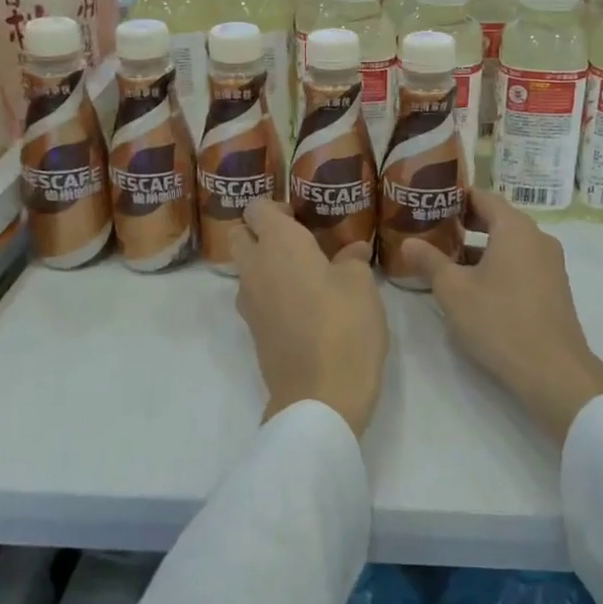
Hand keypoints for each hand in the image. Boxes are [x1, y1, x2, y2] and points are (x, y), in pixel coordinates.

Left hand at [231, 199, 388, 438]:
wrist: (320, 396)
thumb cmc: (344, 326)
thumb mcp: (361, 285)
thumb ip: (352, 260)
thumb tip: (351, 251)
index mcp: (279, 244)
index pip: (257, 207)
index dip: (276, 207)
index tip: (302, 216)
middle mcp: (255, 268)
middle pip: (241, 235)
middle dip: (262, 233)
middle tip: (300, 242)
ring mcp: (249, 303)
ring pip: (246, 269)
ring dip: (266, 265)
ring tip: (305, 275)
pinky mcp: (253, 332)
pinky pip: (255, 298)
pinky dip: (271, 293)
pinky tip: (304, 306)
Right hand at [401, 190, 602, 443]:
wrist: (553, 371)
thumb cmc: (499, 321)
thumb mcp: (453, 290)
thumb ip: (429, 261)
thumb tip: (408, 242)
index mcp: (515, 228)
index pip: (483, 197)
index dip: (456, 197)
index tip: (430, 201)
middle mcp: (537, 238)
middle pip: (498, 219)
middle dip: (465, 223)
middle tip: (433, 230)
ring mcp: (550, 264)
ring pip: (509, 244)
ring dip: (480, 248)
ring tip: (448, 260)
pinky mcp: (554, 289)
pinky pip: (521, 264)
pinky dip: (498, 265)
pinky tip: (475, 287)